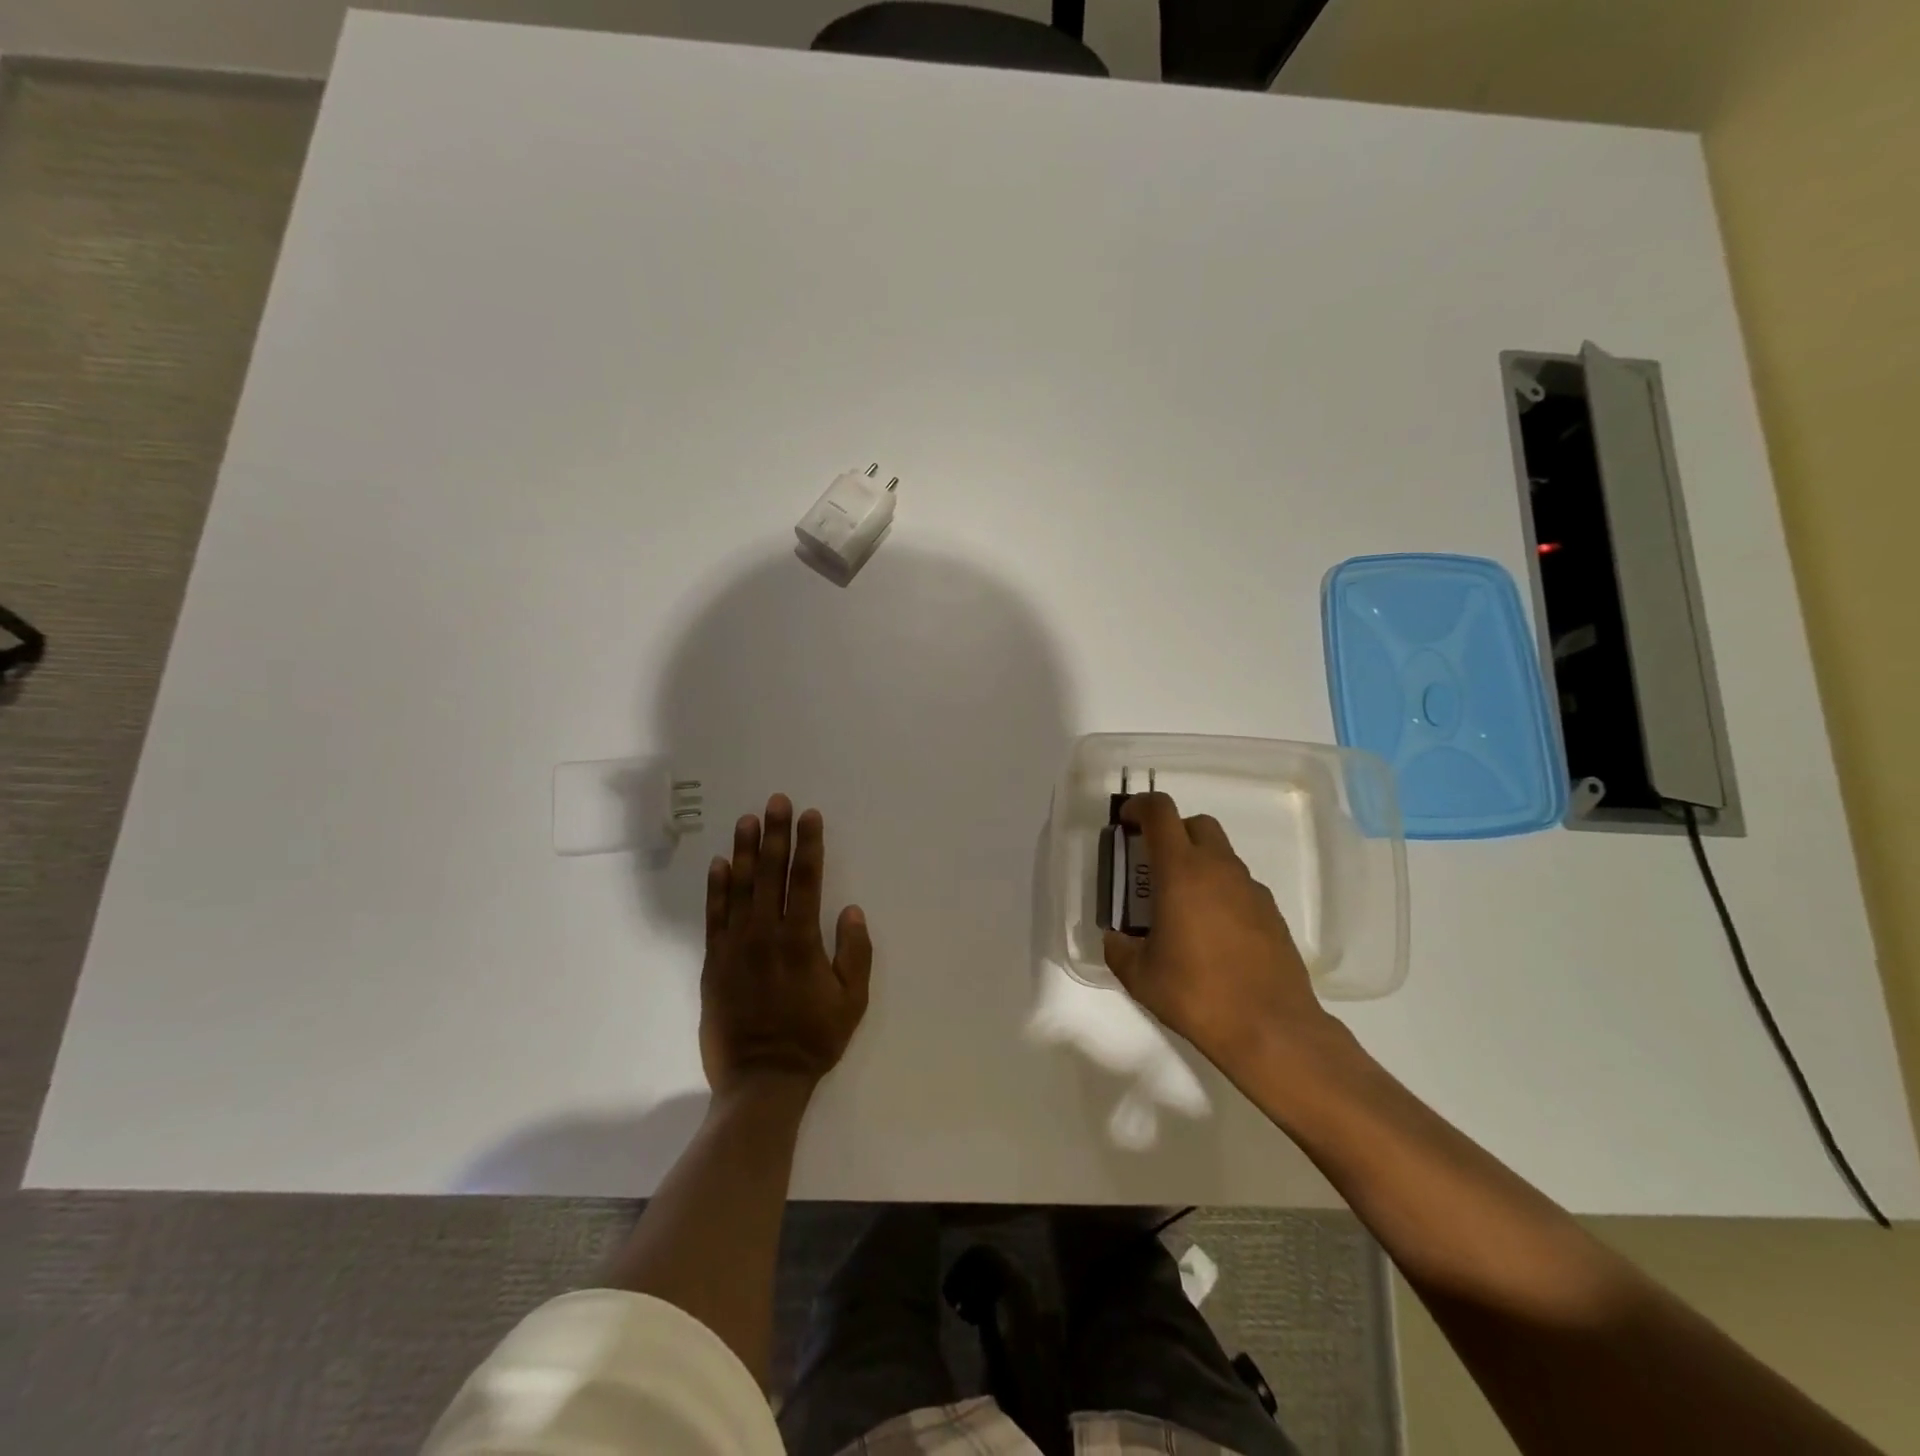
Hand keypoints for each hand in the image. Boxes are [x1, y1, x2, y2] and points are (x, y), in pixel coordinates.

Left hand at [700, 794, 872, 1096]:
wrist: (760, 1080)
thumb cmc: (813, 1039)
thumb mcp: (852, 1001)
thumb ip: (855, 953)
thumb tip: (850, 909)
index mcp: (801, 941)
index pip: (806, 880)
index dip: (809, 845)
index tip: (810, 815)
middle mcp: (765, 934)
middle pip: (771, 874)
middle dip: (776, 834)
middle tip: (777, 801)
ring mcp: (735, 947)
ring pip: (740, 888)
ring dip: (745, 851)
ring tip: (747, 819)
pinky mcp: (713, 962)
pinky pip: (714, 916)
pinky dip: (716, 888)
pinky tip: (720, 863)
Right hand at [1102, 792, 1338, 1079]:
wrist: (1271, 1028)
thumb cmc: (1196, 994)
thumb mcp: (1139, 975)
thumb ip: (1120, 948)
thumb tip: (1117, 938)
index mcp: (1181, 871)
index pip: (1160, 812)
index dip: (1139, 807)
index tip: (1125, 822)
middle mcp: (1219, 869)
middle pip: (1196, 824)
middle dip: (1171, 832)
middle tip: (1152, 865)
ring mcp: (1250, 889)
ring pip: (1220, 855)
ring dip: (1197, 864)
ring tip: (1181, 907)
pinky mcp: (1272, 912)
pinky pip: (1239, 885)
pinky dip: (1220, 892)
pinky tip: (1212, 932)